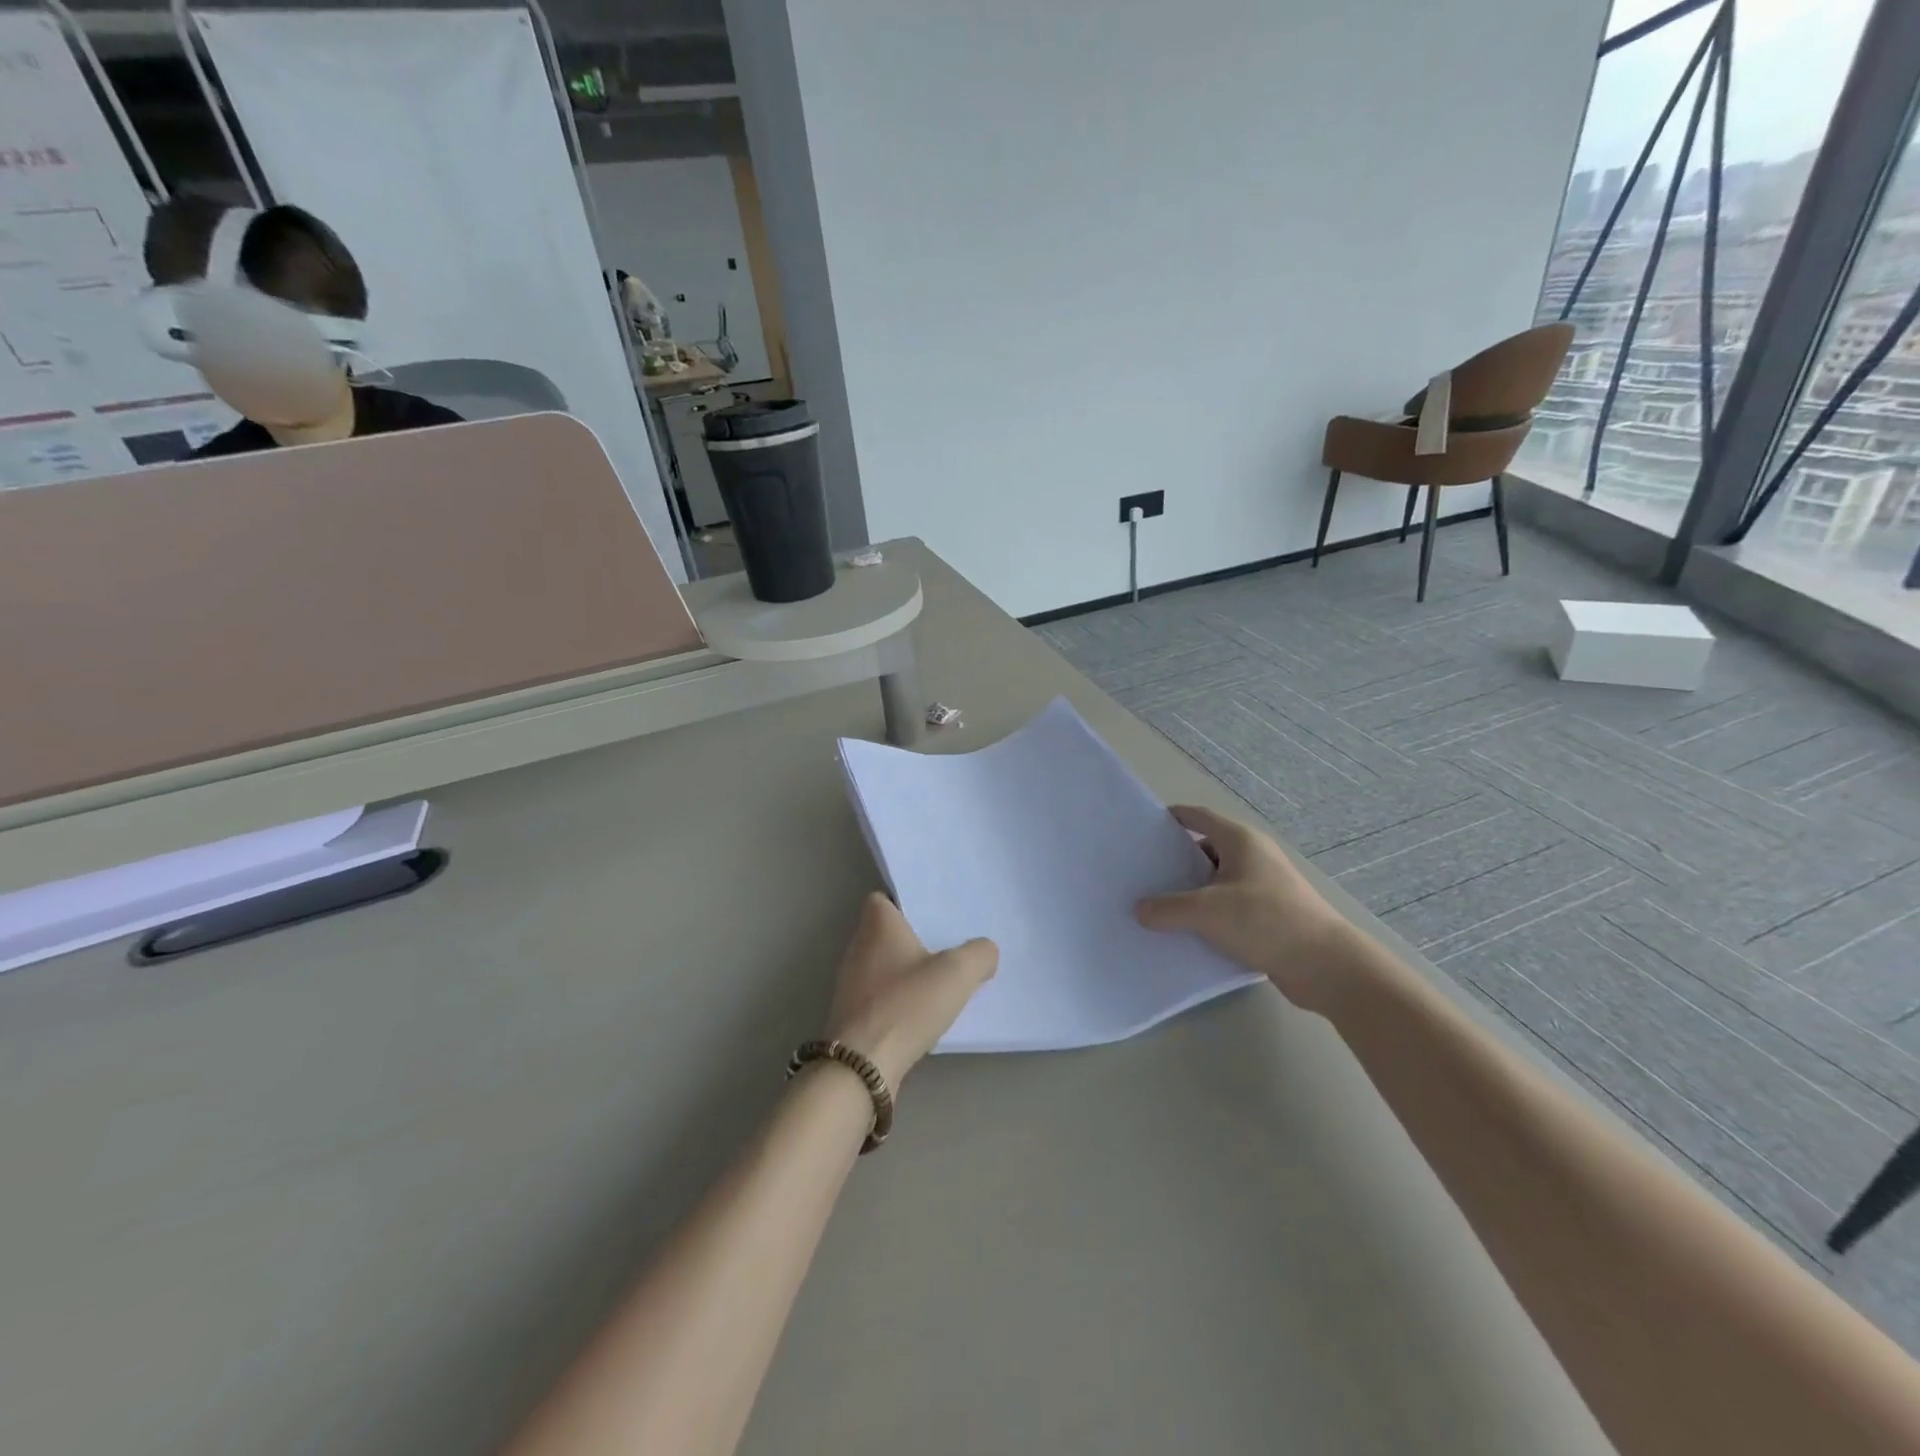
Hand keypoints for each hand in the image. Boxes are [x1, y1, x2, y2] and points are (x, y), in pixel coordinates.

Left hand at [824, 893, 997, 1088]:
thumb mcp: (957, 974)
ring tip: (939, 982)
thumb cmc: (906, 1005)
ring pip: (881, 966)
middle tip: (946, 947)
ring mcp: (850, 984)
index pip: (881, 899)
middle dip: (912, 940)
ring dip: (905, 973)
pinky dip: (897, 1000)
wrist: (863, 1066)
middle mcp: (858, 948)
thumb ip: (979, 955)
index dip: (904, 903)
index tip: (931, 915)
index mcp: (877, 926)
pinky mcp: (852, 1016)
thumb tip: (986, 951)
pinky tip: (921, 1014)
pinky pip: (879, 996)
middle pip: (884, 933)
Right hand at [1135, 804, 1353, 1012]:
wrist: (1327, 966)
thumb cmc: (1266, 921)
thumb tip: (1140, 910)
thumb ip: (1167, 908)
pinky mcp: (1269, 916)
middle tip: (1142, 875)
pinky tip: (1186, 934)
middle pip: (1204, 851)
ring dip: (1190, 894)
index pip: (1198, 817)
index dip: (1170, 818)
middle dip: (1174, 862)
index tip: (1142, 828)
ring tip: (1156, 908)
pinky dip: (1208, 916)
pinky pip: (1228, 909)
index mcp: (1240, 841)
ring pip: (1215, 883)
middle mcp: (1252, 857)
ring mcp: (1263, 887)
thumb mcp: (1207, 912)